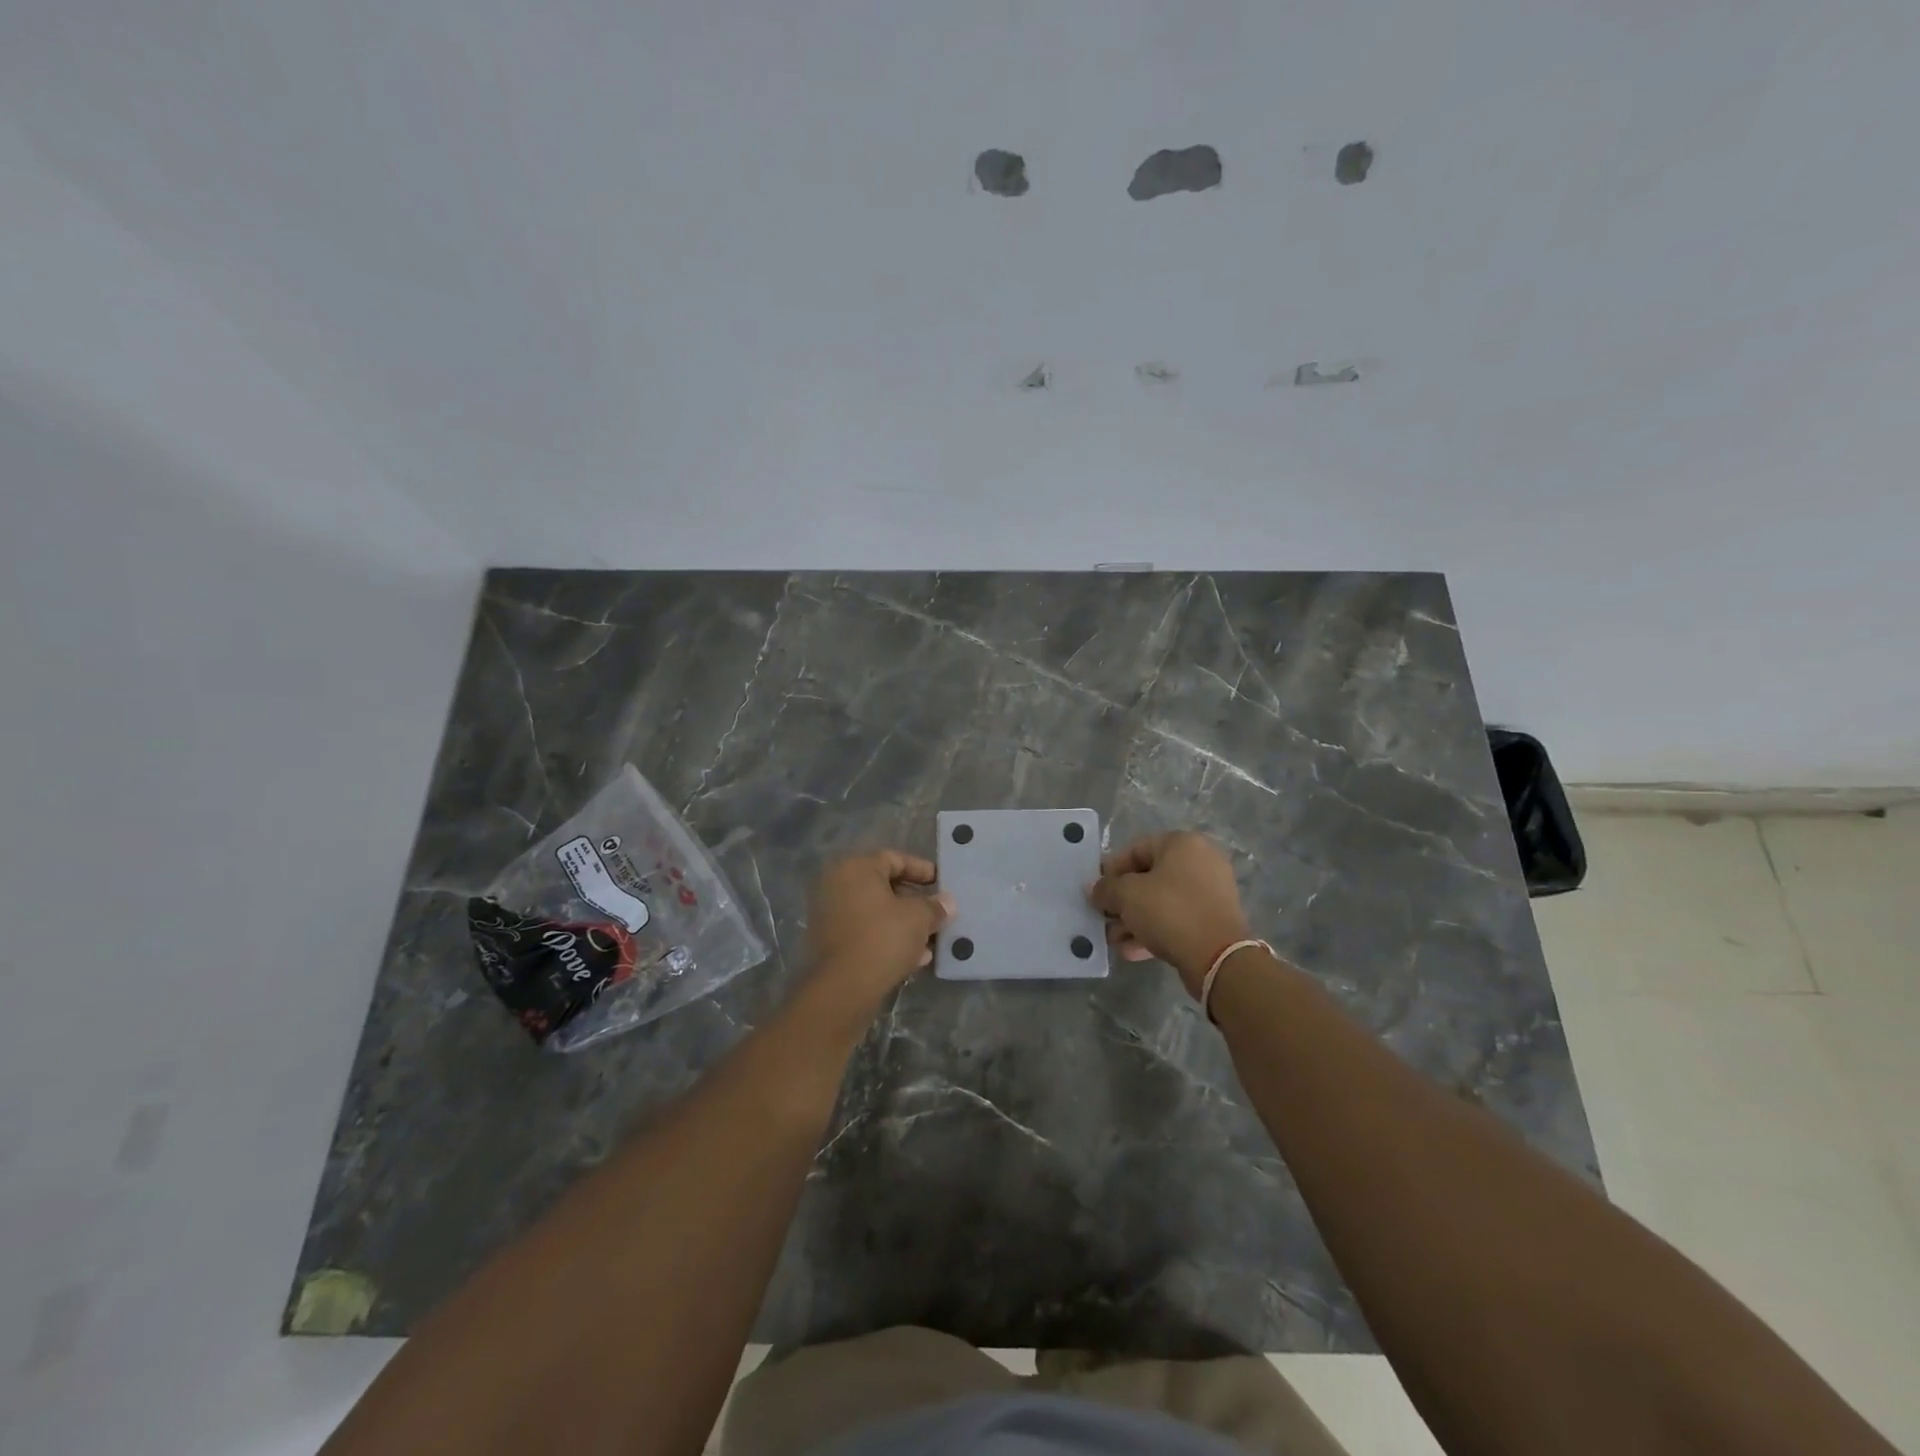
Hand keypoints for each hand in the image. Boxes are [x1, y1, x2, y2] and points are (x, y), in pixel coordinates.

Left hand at [805, 850, 954, 1014]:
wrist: (844, 988)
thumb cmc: (883, 938)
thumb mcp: (918, 918)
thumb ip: (935, 906)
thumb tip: (947, 902)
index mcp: (856, 868)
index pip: (894, 859)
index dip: (921, 870)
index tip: (941, 884)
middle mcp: (837, 885)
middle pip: (884, 886)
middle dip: (914, 901)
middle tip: (937, 913)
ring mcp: (830, 914)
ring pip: (876, 912)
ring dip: (904, 923)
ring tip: (930, 940)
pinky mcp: (830, 942)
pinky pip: (865, 931)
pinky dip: (888, 938)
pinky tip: (914, 958)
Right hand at [1089, 831, 1251, 996]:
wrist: (1217, 957)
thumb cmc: (1169, 911)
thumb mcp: (1127, 896)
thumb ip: (1106, 889)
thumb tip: (1094, 889)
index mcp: (1182, 844)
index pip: (1135, 849)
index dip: (1110, 870)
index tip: (1095, 891)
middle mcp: (1200, 862)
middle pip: (1148, 877)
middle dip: (1122, 900)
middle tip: (1103, 917)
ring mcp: (1210, 892)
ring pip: (1161, 902)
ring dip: (1134, 919)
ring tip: (1114, 939)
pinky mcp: (1213, 920)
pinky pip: (1176, 919)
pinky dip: (1154, 931)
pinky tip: (1131, 950)